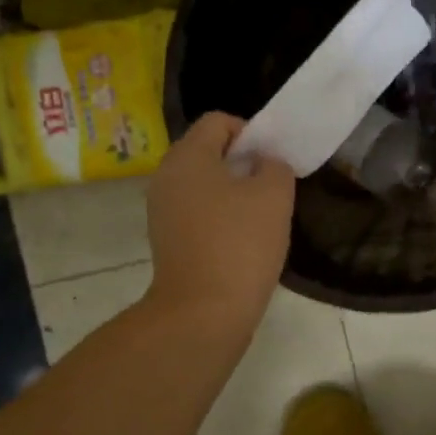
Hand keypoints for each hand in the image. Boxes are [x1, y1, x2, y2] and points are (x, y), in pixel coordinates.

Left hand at [145, 112, 295, 326]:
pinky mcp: (165, 239)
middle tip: (269, 185)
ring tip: (259, 215)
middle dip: (241, 161)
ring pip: (201, 183)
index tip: (271, 159)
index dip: (249, 132)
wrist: (203, 312)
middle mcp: (166, 176)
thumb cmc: (240, 244)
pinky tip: (240, 239)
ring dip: (231, 190)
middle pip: (206, 151)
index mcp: (187, 156)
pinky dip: (217, 215)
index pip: (218, 121)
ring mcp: (161, 210)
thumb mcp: (274, 195)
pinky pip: (195, 211)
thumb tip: (263, 163)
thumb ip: (274, 165)